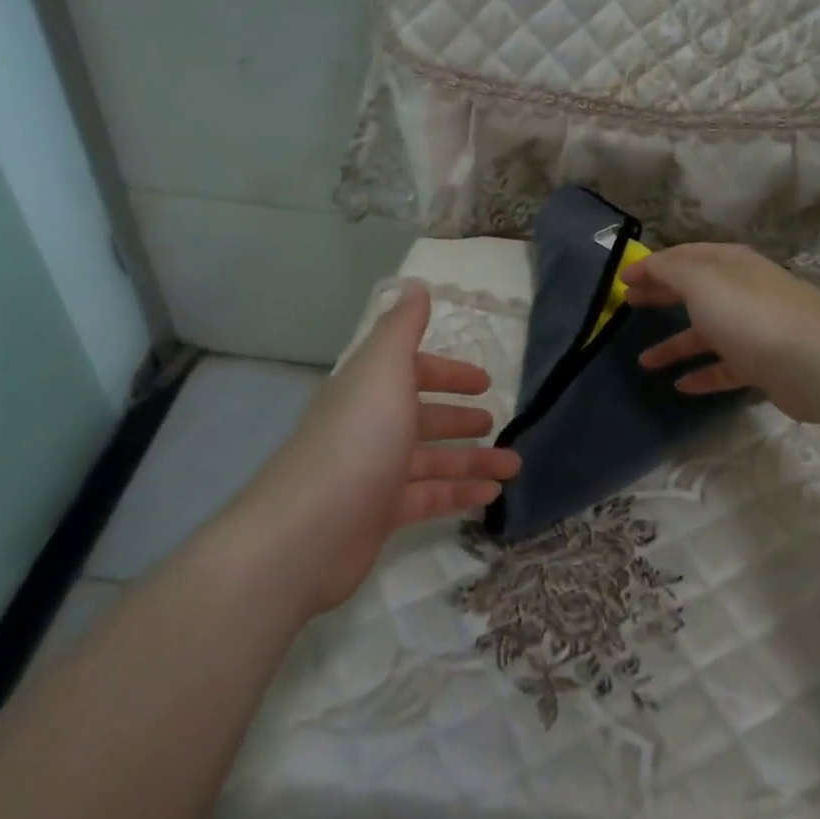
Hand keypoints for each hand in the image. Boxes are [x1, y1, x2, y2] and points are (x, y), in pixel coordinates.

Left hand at [239, 285, 519, 613]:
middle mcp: (372, 428)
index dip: (448, 373)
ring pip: (433, 461)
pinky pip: (429, 498)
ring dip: (473, 460)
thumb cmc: (357, 439)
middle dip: (459, 417)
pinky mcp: (380, 516)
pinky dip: (461, 494)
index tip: (484, 380)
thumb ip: (403, 327)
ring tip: (514, 464)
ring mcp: (375, 473)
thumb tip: (416, 285)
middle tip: (496, 421)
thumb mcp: (383, 370)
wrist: (306, 533)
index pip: (413, 372)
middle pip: (422, 418)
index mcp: (371, 390)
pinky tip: (492, 495)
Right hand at [622, 243, 819, 422]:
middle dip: (662, 295)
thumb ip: (670, 270)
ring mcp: (757, 328)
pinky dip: (703, 373)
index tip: (623, 279)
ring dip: (676, 344)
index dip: (652, 265)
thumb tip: (649, 264)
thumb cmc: (752, 315)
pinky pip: (726, 367)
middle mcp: (745, 290)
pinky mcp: (765, 364)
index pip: (684, 256)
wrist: (818, 364)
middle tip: (628, 305)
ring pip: (707, 332)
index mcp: (731, 264)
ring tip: (644, 361)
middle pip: (695, 290)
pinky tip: (681, 386)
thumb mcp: (702, 282)